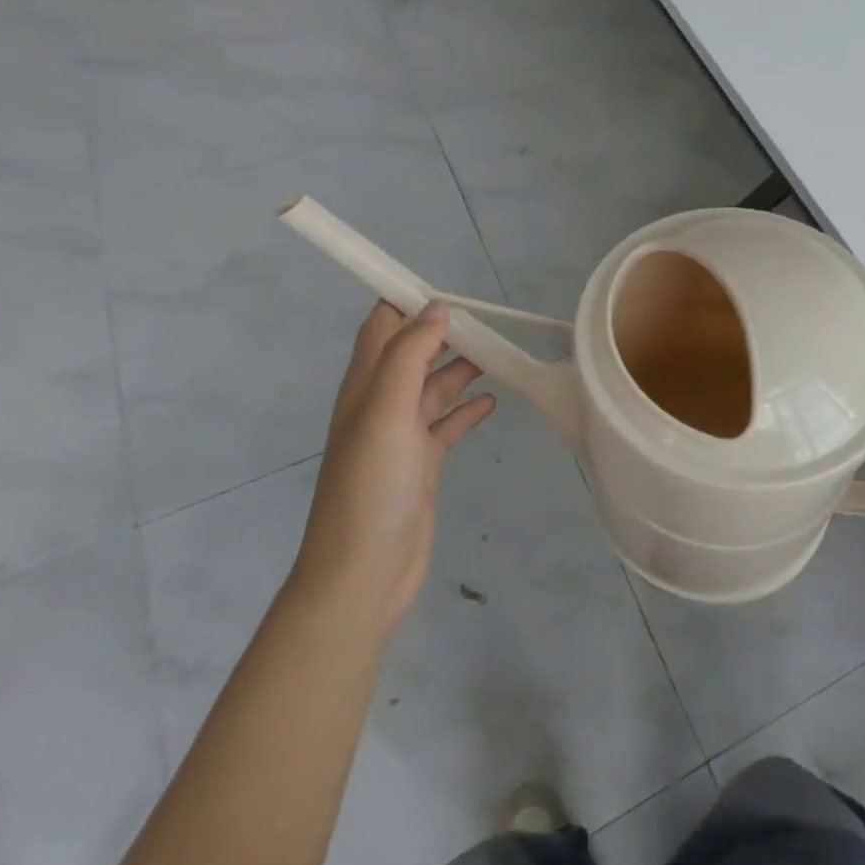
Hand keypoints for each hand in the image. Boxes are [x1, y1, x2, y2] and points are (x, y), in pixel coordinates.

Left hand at [290, 302, 497, 629]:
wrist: (363, 574)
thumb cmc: (371, 487)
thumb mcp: (386, 412)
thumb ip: (409, 356)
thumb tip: (436, 308)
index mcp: (365, 385)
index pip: (382, 326)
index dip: (408, 301)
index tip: (450, 289)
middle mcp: (381, 404)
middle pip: (415, 352)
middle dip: (447, 332)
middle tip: (491, 322)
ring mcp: (402, 436)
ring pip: (436, 386)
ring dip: (463, 367)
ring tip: (501, 355)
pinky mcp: (422, 463)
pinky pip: (448, 424)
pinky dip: (469, 409)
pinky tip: (493, 403)